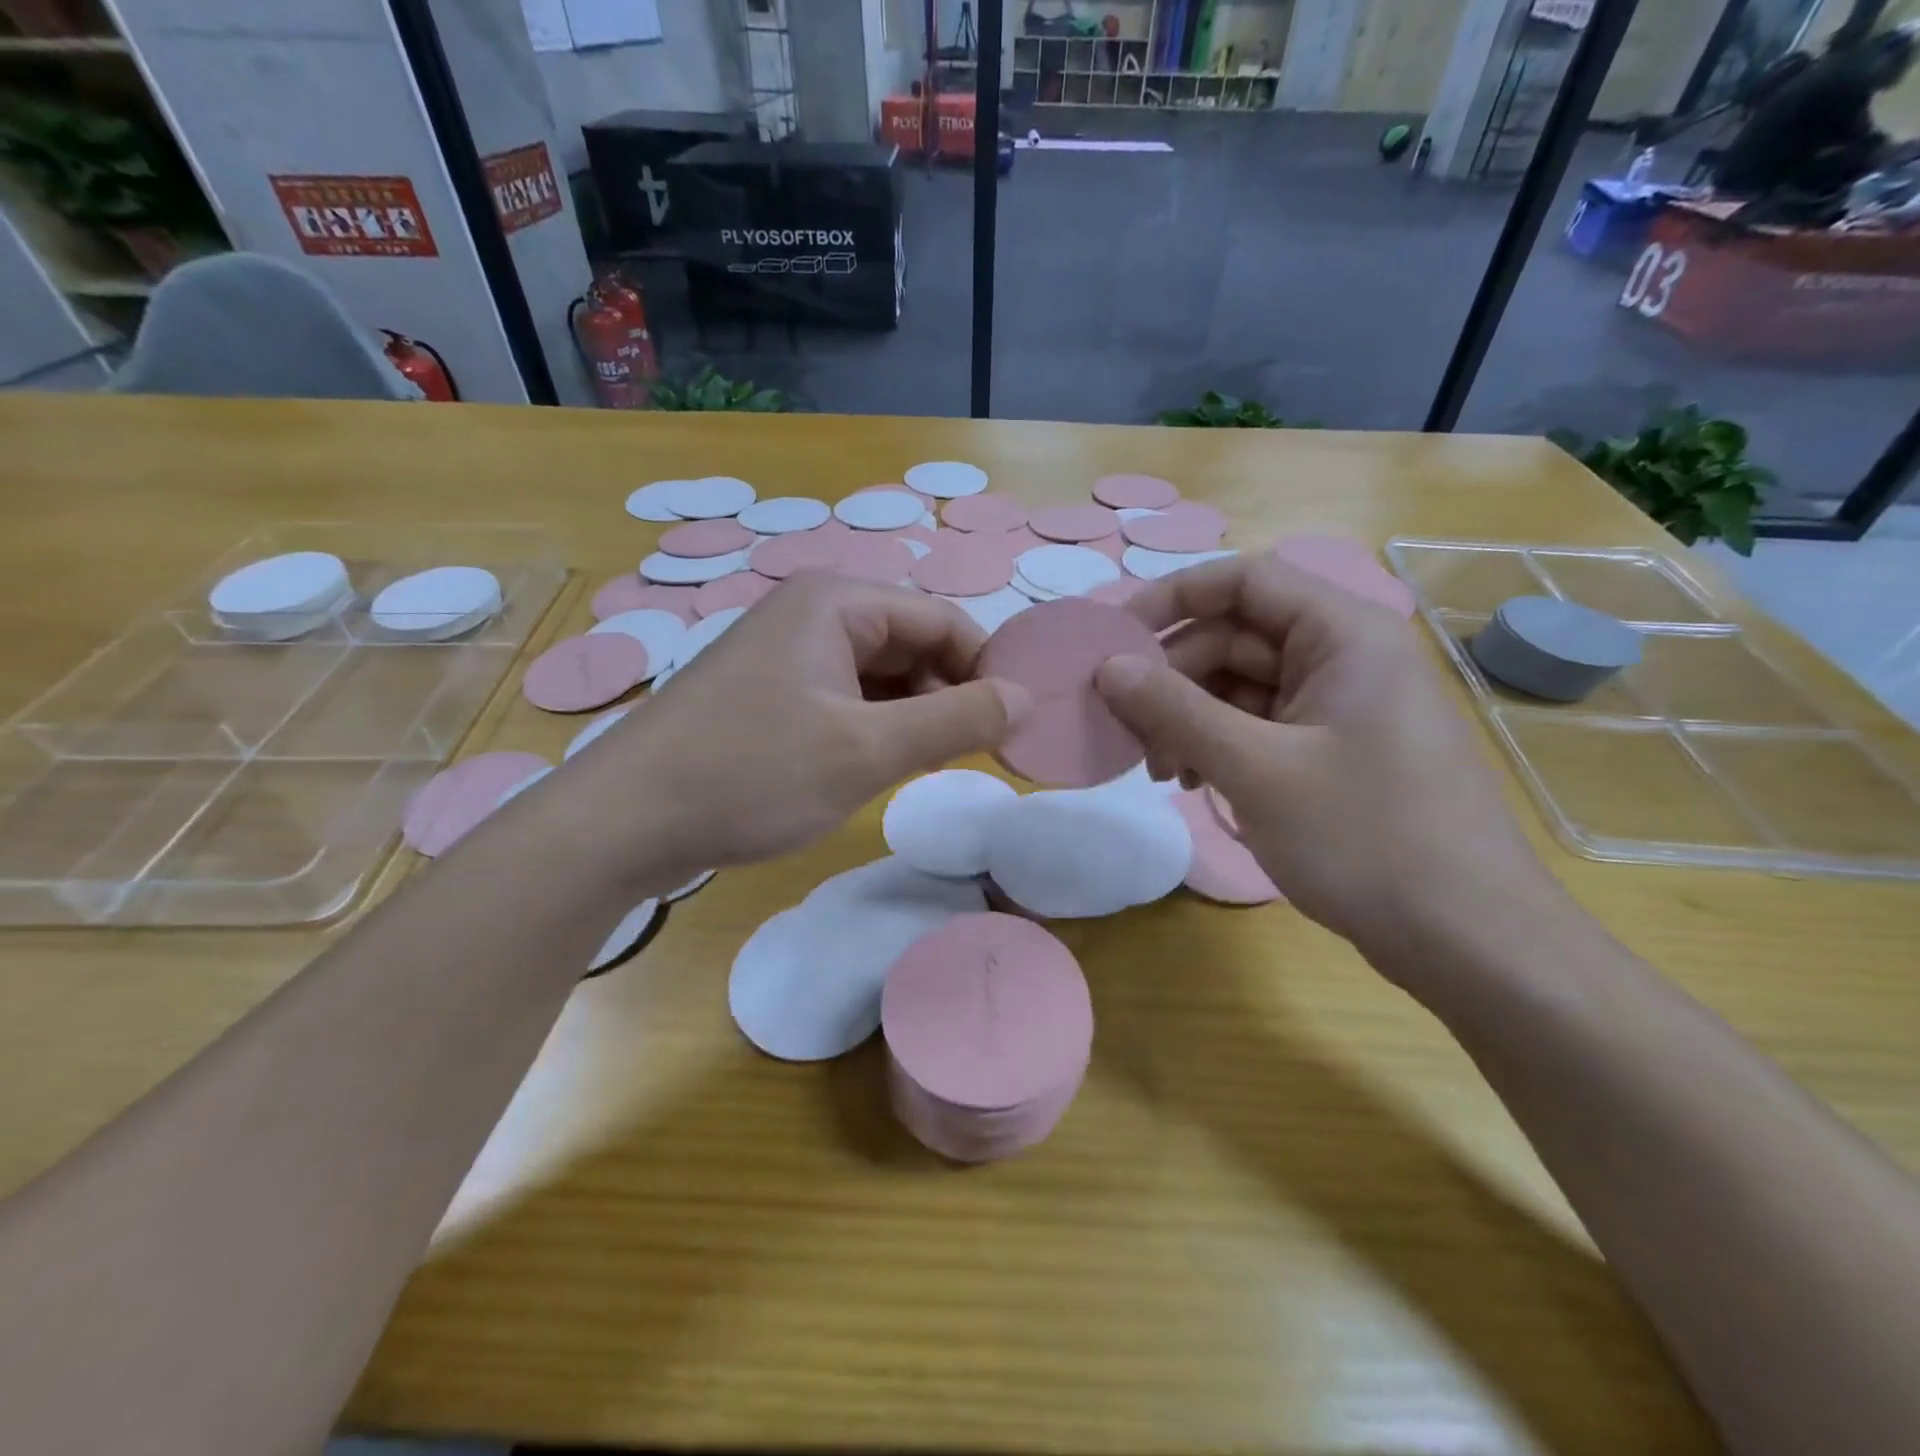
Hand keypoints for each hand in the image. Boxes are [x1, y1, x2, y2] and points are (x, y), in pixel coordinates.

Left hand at [581, 573, 1026, 876]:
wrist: (624, 820)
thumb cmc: (752, 775)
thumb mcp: (867, 752)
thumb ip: (955, 721)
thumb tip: (1025, 699)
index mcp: (838, 602)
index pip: (943, 620)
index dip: (985, 671)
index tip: (1011, 729)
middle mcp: (812, 612)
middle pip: (910, 643)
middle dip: (945, 696)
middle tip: (964, 758)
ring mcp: (786, 652)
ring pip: (878, 674)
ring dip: (910, 716)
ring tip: (919, 768)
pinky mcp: (769, 691)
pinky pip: (844, 696)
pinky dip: (871, 727)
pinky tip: (872, 766)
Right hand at [1094, 555, 1562, 962]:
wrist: (1467, 940)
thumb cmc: (1363, 838)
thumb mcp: (1255, 768)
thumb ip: (1174, 710)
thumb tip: (1107, 667)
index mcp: (1343, 634)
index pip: (1244, 581)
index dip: (1172, 599)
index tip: (1113, 642)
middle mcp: (1345, 657)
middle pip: (1236, 638)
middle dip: (1174, 680)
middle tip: (1127, 731)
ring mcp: (1342, 708)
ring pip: (1242, 688)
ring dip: (1190, 720)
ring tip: (1161, 772)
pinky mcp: (1336, 752)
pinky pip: (1261, 727)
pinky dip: (1220, 746)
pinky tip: (1194, 783)